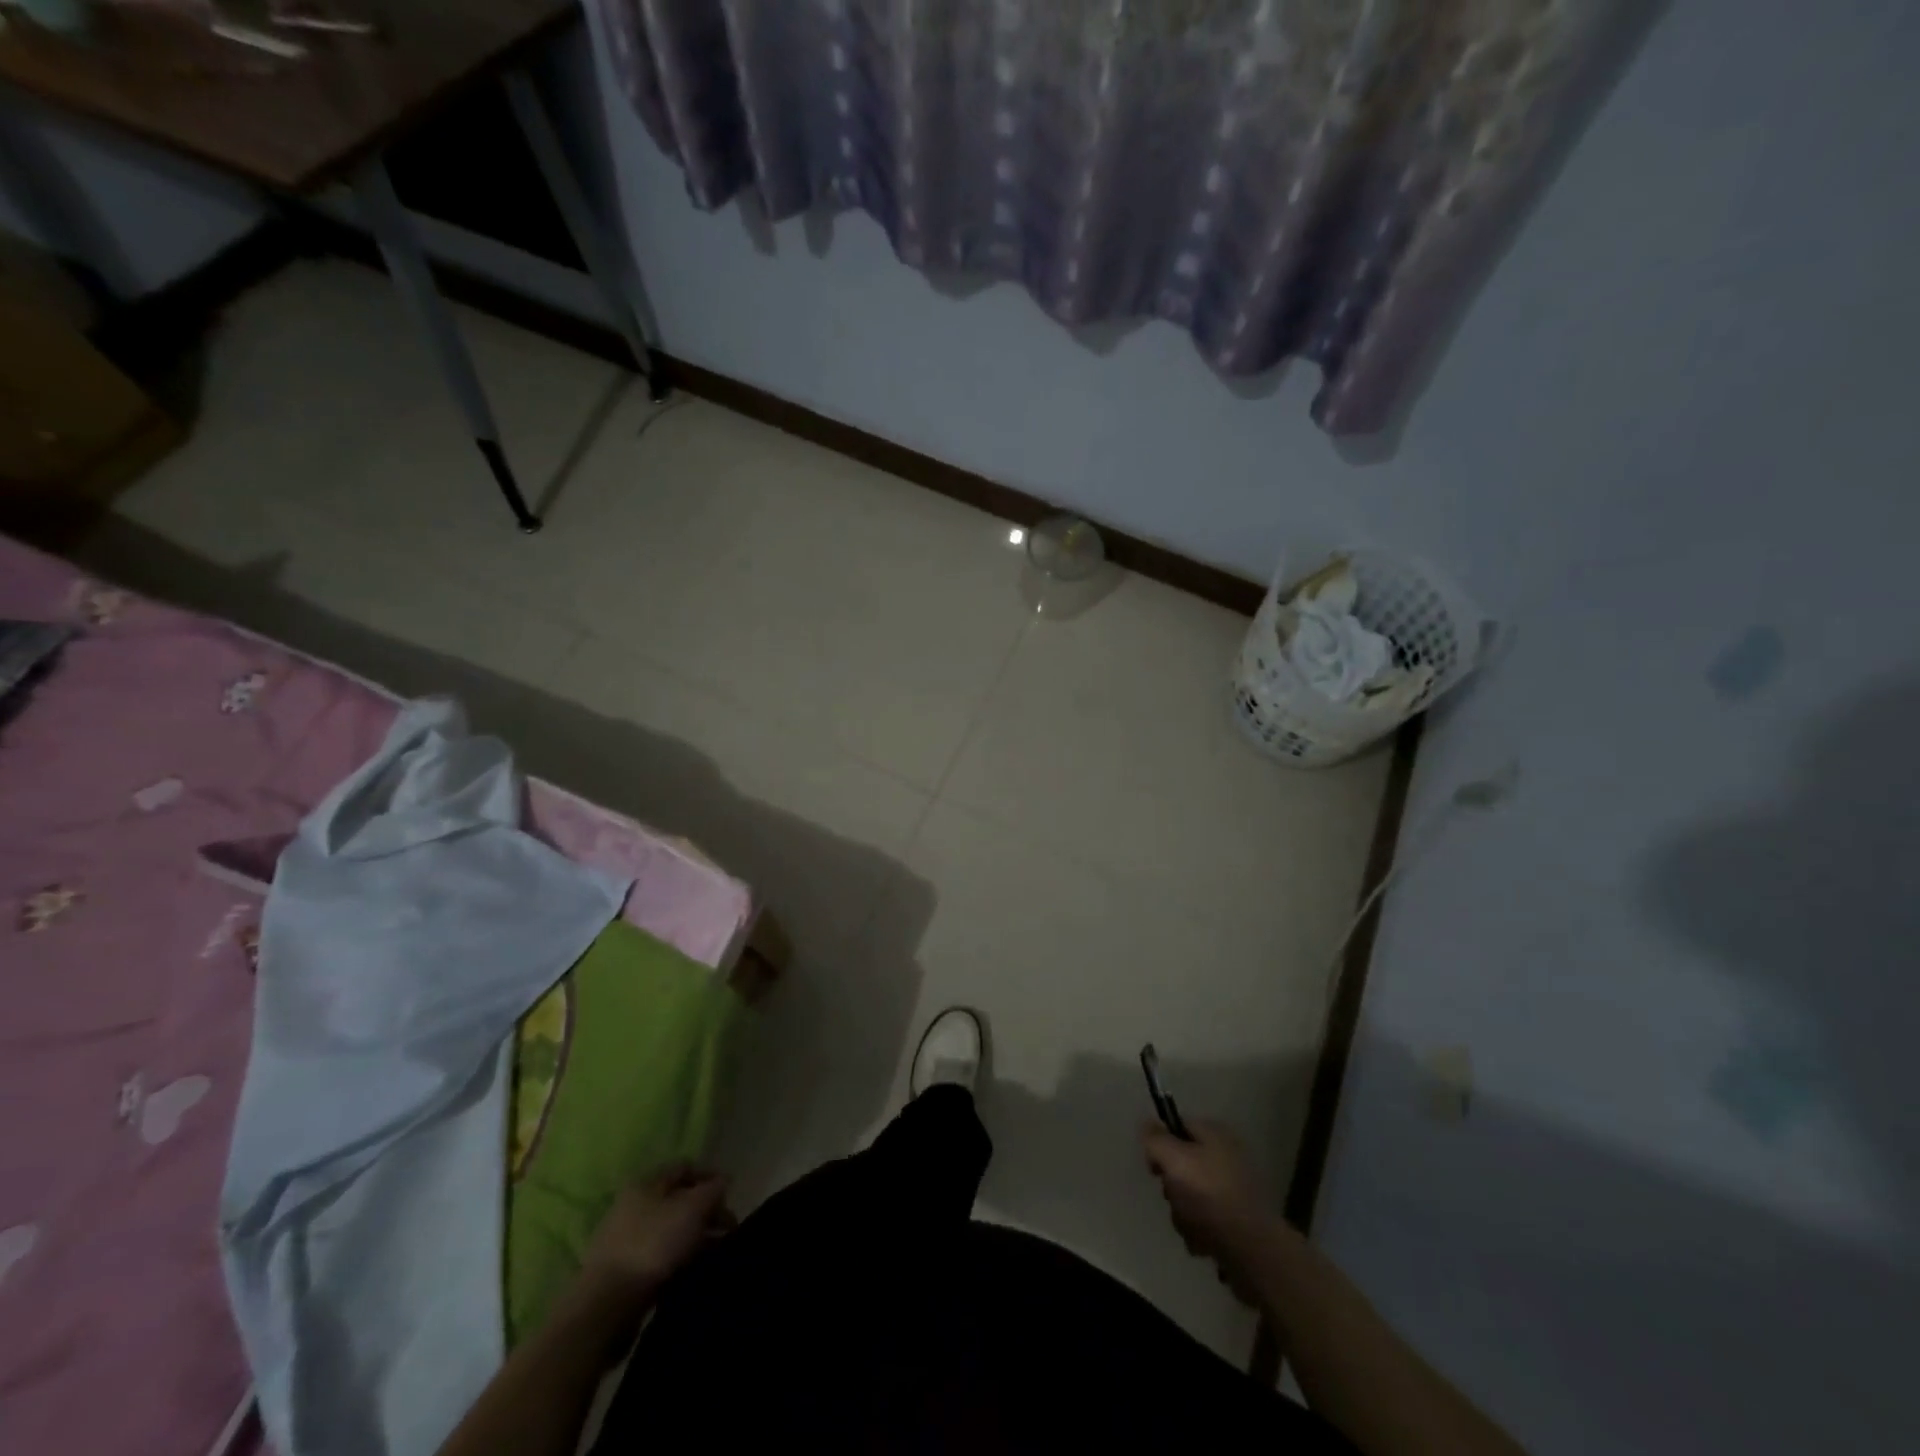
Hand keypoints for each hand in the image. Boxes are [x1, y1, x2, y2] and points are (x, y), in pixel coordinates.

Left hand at [579, 1163, 732, 1305]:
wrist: (607, 1305)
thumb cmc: (653, 1243)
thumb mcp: (693, 1208)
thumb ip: (713, 1190)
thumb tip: (723, 1180)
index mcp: (646, 1183)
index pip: (685, 1167)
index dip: (711, 1177)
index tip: (730, 1196)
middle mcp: (634, 1205)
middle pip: (680, 1201)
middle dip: (707, 1212)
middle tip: (728, 1230)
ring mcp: (627, 1240)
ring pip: (672, 1231)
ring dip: (696, 1238)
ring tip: (717, 1254)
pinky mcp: (625, 1272)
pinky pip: (661, 1257)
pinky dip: (680, 1260)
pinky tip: (695, 1271)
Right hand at [1142, 1120, 1282, 1305]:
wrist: (1252, 1250)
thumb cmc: (1209, 1196)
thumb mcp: (1174, 1159)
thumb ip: (1155, 1139)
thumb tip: (1147, 1123)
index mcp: (1215, 1134)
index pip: (1177, 1127)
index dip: (1160, 1145)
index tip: (1154, 1169)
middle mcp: (1226, 1156)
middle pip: (1182, 1165)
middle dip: (1172, 1187)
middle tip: (1174, 1198)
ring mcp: (1234, 1190)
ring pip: (1191, 1196)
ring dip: (1183, 1214)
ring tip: (1192, 1226)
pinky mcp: (1238, 1220)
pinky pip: (1206, 1220)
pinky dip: (1200, 1231)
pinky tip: (1203, 1241)